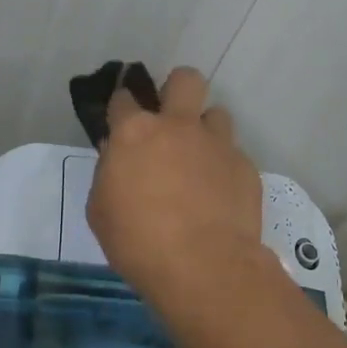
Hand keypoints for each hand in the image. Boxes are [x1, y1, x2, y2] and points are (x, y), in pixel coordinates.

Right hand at [86, 66, 264, 303]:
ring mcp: (217, 143)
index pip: (123, 98)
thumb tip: (118, 156)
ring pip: (216, 115)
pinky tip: (218, 196)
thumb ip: (108, 174)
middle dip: (176, 89)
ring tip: (199, 162)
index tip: (121, 119)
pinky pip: (233, 155)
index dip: (121, 106)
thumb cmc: (138, 242)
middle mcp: (179, 126)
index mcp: (135, 132)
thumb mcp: (101, 211)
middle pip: (185, 80)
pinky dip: (223, 168)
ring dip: (205, 131)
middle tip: (170, 119)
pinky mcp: (245, 166)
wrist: (203, 267)